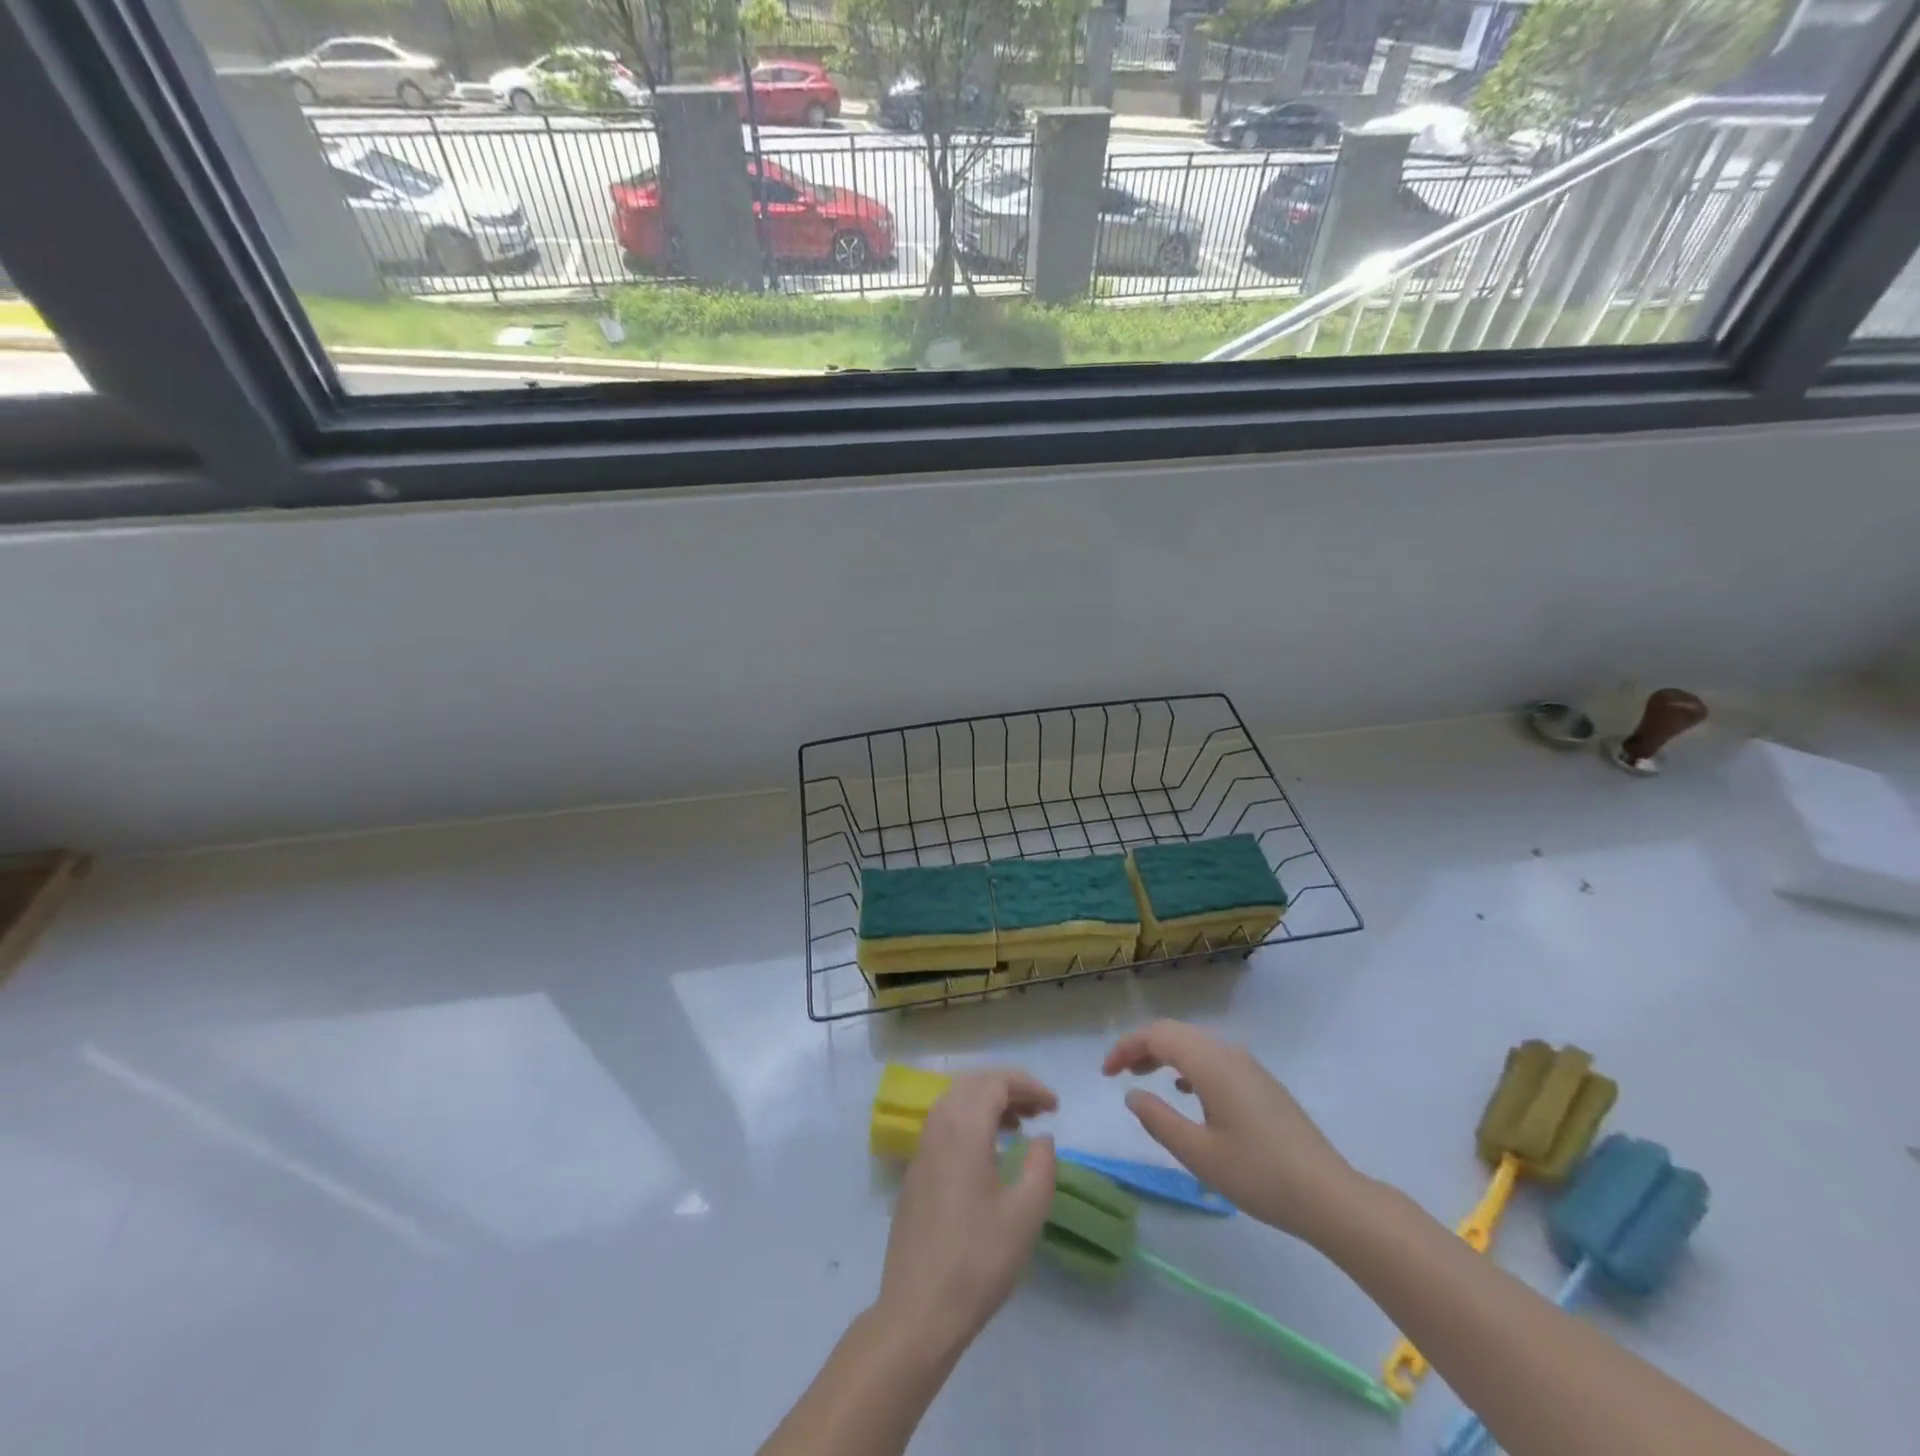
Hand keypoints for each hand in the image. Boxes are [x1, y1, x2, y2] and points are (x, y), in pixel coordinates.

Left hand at [875, 1069, 1058, 1360]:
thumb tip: (1042, 1137)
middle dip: (1008, 1088)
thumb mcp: (1025, 1215)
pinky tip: (989, 1152)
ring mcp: (922, 1149)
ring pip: (956, 1101)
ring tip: (1019, 1126)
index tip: (1055, 1106)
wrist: (918, 1310)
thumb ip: (1041, 1166)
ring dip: (988, 1103)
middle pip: (973, 1084)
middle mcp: (938, 1127)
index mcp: (963, 1128)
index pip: (996, 1082)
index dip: (1028, 1086)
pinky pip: (944, 1124)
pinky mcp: (915, 1171)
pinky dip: (970, 1120)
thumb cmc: (977, 1260)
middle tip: (1039, 1110)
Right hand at [1103, 1020, 1358, 1245]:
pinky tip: (1185, 1092)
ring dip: (1166, 1054)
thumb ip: (1159, 1121)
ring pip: (1196, 1044)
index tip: (1106, 1073)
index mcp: (1211, 1064)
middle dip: (1143, 1047)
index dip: (1126, 1048)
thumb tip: (1132, 1094)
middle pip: (1176, 1033)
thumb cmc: (1259, 1175)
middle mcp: (1229, 1054)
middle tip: (1119, 1073)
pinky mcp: (1262, 1084)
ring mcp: (1249, 1067)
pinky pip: (1214, 1058)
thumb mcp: (1199, 1154)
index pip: (1157, 1036)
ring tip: (1145, 1079)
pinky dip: (1189, 1065)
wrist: (1329, 1196)